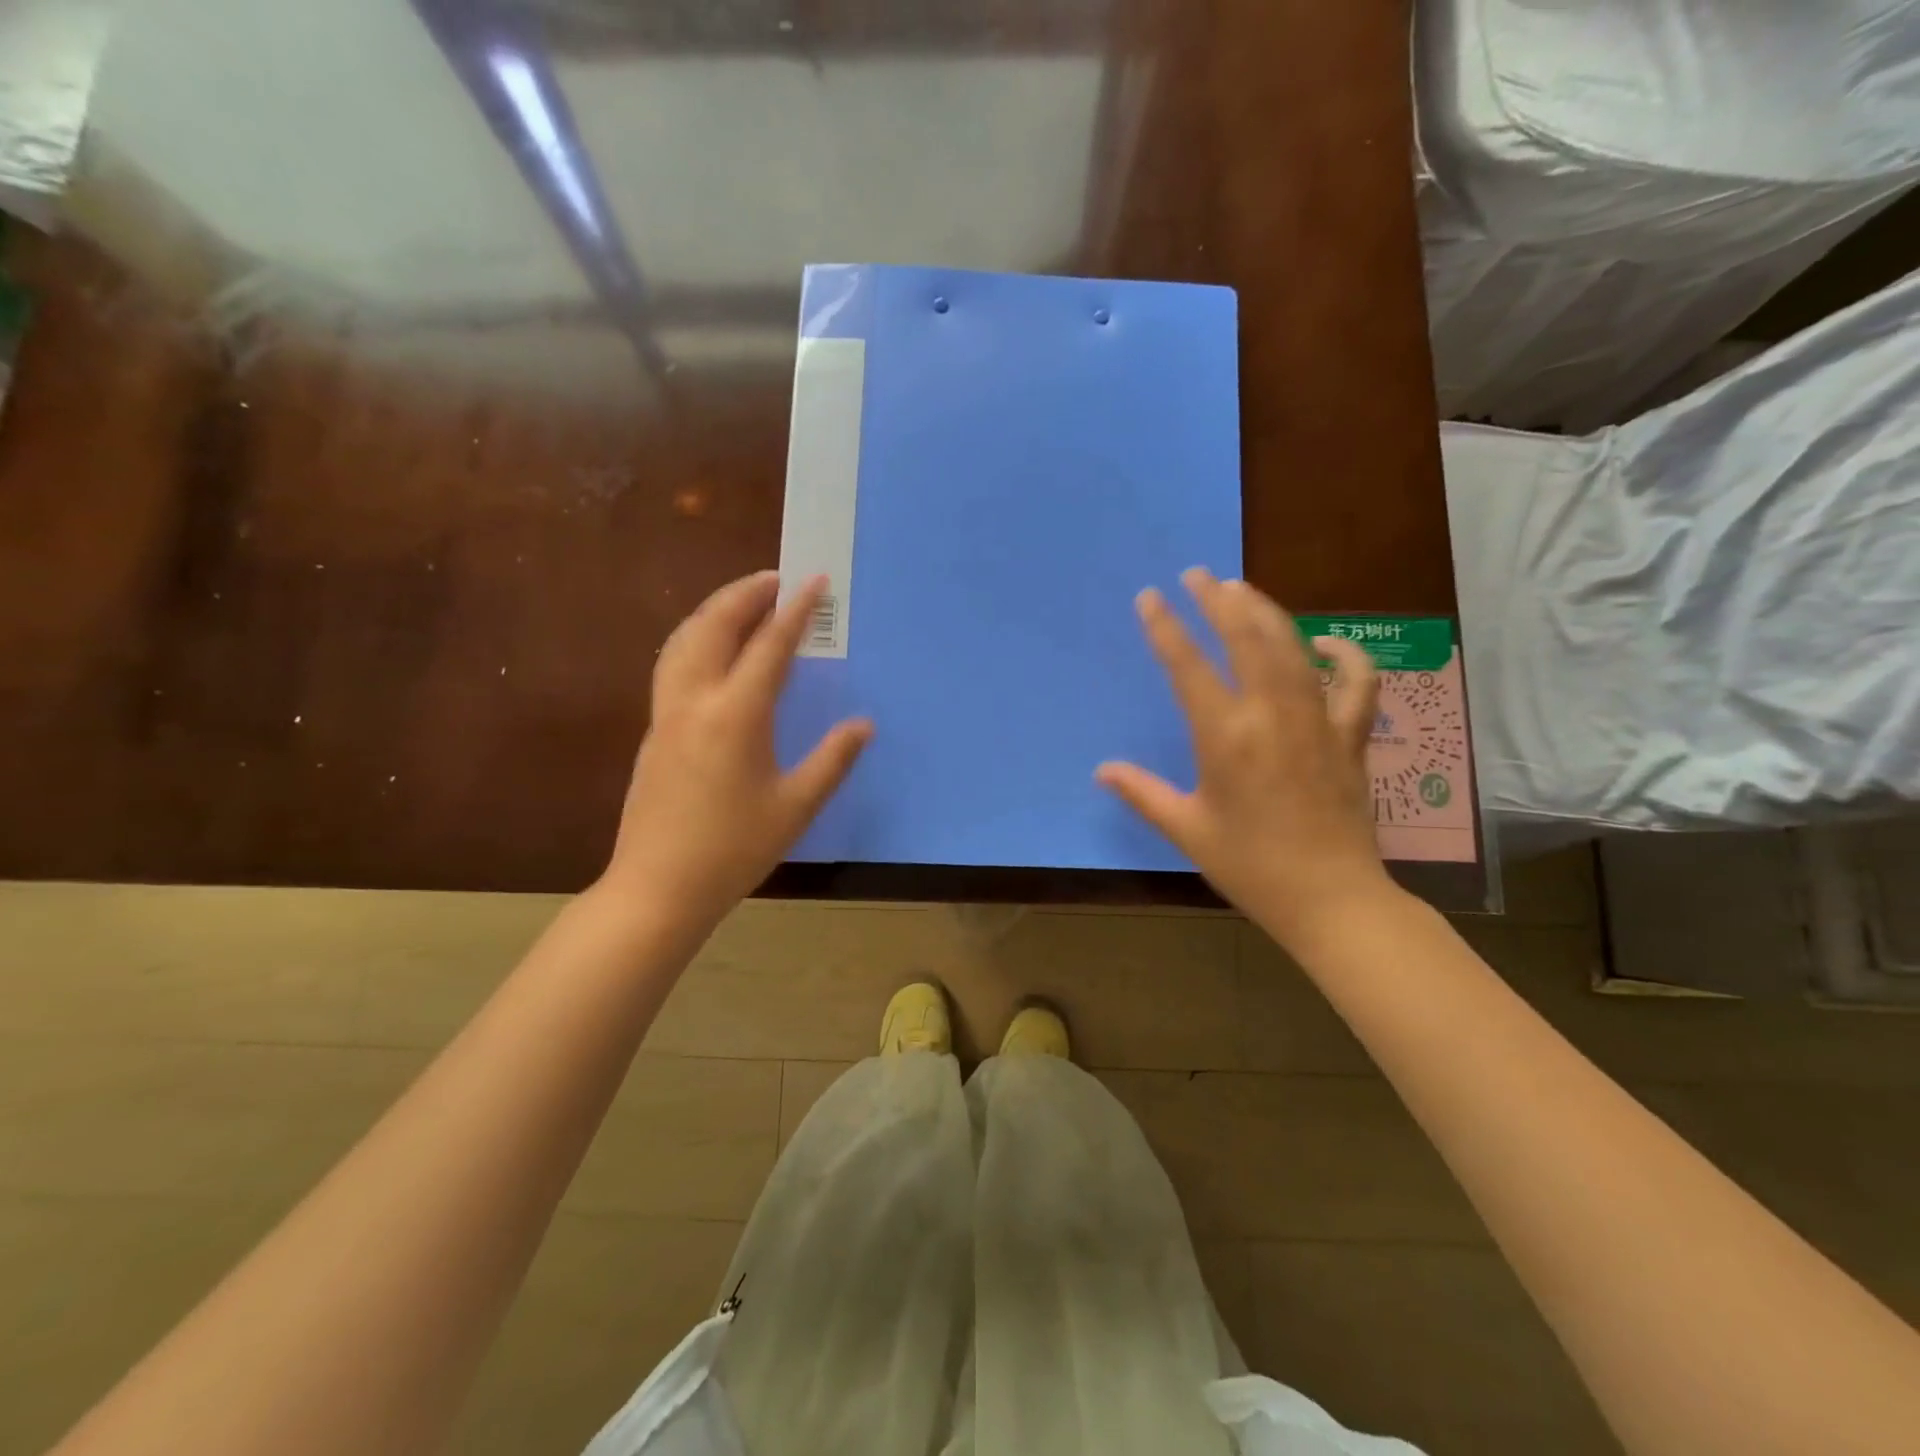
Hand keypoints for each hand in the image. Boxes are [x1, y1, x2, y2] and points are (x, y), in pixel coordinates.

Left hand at [600, 571, 871, 930]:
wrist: (659, 887)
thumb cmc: (734, 849)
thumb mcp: (795, 806)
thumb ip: (832, 760)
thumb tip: (863, 724)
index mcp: (735, 716)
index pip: (769, 647)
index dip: (795, 611)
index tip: (814, 580)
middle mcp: (695, 701)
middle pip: (714, 627)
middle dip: (745, 594)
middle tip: (776, 578)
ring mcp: (667, 714)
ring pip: (683, 641)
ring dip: (714, 611)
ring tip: (743, 602)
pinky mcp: (655, 731)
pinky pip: (673, 664)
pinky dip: (696, 638)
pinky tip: (713, 651)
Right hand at [1096, 567, 1398, 948]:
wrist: (1331, 898)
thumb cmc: (1250, 866)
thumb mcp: (1187, 829)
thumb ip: (1142, 793)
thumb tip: (1102, 770)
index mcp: (1225, 736)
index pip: (1187, 665)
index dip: (1165, 626)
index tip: (1150, 597)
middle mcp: (1271, 714)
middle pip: (1245, 637)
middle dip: (1218, 600)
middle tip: (1199, 574)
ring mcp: (1317, 720)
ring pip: (1292, 647)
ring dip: (1266, 611)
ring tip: (1242, 589)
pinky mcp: (1350, 735)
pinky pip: (1357, 682)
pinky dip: (1346, 656)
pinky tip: (1325, 644)